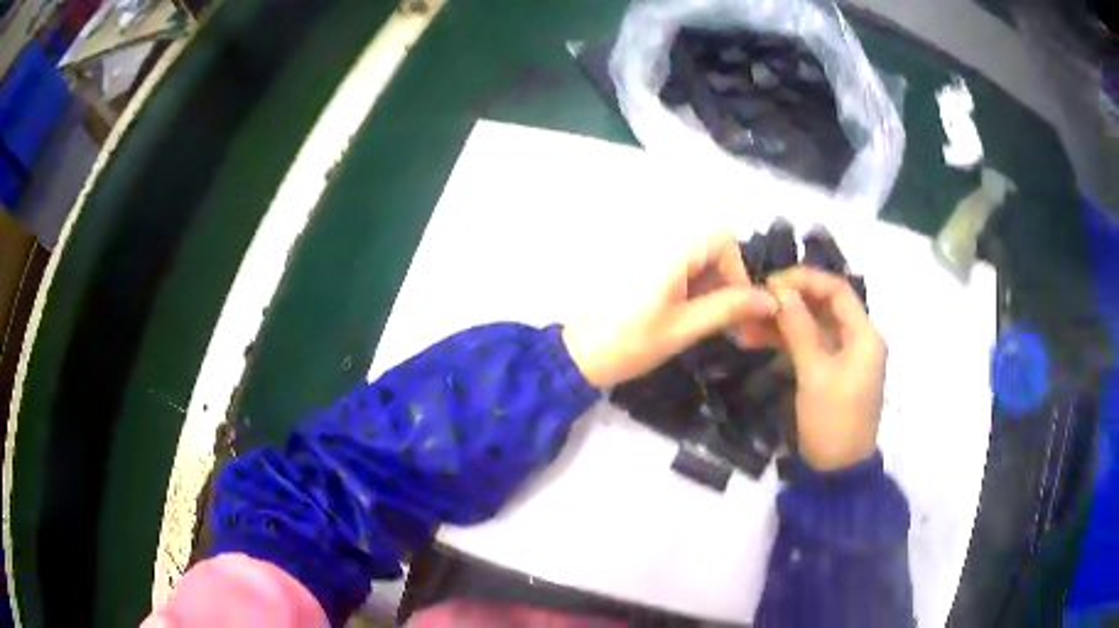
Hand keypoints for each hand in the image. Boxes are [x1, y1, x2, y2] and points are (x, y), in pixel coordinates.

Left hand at [563, 231, 777, 387]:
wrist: (579, 356)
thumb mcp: (683, 328)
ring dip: (713, 289)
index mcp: (672, 253)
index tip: (736, 305)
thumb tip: (769, 299)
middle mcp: (663, 247)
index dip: (737, 268)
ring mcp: (651, 260)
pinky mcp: (645, 274)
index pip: (723, 237)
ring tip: (708, 324)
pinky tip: (689, 319)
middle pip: (712, 248)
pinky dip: (695, 292)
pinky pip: (682, 272)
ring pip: (699, 262)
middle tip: (727, 320)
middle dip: (727, 281)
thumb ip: (727, 309)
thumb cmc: (630, 343)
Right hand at [768, 267, 886, 471]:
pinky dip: (784, 342)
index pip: (837, 290)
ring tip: (745, 324)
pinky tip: (755, 340)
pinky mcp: (829, 371)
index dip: (805, 280)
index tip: (771, 282)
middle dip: (789, 301)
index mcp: (864, 335)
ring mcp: (843, 356)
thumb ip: (798, 328)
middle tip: (754, 301)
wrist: (837, 471)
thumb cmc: (832, 421)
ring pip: (811, 326)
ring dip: (781, 322)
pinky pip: (807, 346)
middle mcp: (857, 339)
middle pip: (823, 306)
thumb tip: (779, 290)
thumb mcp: (814, 374)